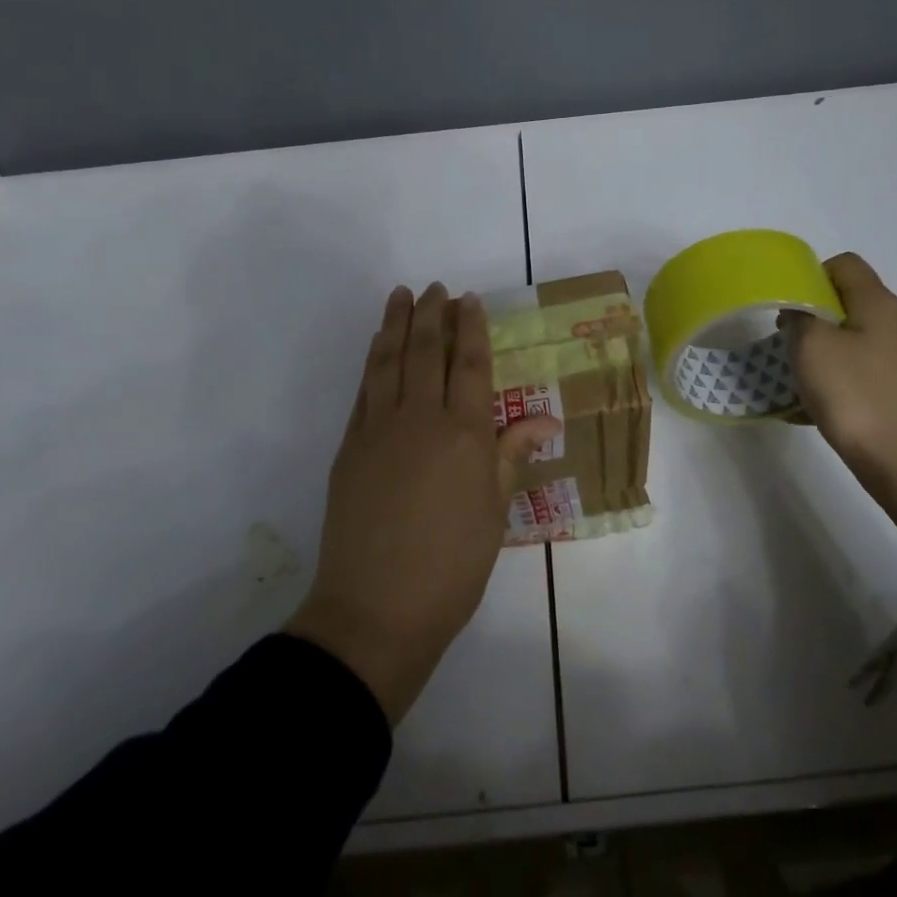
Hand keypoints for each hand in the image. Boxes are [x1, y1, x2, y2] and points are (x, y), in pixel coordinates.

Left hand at [286, 283, 559, 722]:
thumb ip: (511, 455)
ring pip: (388, 362)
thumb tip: (546, 421)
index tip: (469, 300)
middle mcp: (420, 419)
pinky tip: (377, 347)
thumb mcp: (494, 512)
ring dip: (396, 325)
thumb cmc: (452, 566)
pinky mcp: (350, 446)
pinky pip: (364, 390)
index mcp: (464, 434)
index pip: (470, 365)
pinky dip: (372, 361)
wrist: (376, 608)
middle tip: (436, 288)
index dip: (471, 328)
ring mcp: (378, 429)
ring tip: (402, 296)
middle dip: (433, 315)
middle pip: (426, 352)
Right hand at [780, 253, 896, 510]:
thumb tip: (799, 313)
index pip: (844, 264)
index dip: (810, 275)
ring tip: (798, 379)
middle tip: (784, 345)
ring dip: (823, 353)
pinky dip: (839, 382)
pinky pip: (863, 373)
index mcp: (878, 303)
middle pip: (848, 303)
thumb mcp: (814, 350)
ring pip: (854, 340)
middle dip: (811, 318)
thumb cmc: (861, 399)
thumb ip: (799, 320)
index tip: (785, 305)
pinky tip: (820, 408)